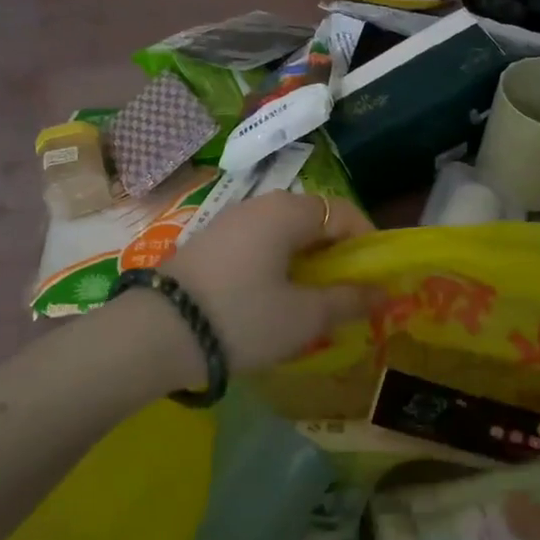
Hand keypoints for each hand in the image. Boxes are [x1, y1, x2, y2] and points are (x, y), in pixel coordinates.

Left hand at [162, 192, 380, 373]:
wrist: (156, 334)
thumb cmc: (243, 318)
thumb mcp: (304, 317)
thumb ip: (348, 300)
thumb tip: (383, 293)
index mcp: (287, 212)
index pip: (343, 212)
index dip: (368, 241)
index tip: (377, 276)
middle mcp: (258, 205)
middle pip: (312, 220)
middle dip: (336, 253)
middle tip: (346, 291)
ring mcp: (228, 222)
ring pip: (282, 233)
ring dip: (305, 260)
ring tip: (311, 298)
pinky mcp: (207, 243)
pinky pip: (256, 245)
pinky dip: (276, 264)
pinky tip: (271, 298)